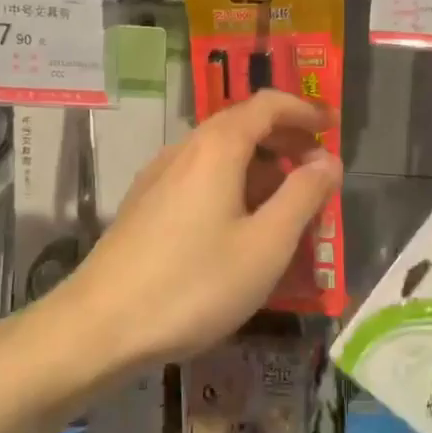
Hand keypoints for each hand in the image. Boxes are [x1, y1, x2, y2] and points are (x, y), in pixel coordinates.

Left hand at [68, 91, 341, 367]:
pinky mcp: (144, 205)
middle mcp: (185, 149)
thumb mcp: (265, 245)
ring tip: (287, 203)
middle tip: (318, 167)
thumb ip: (302, 196)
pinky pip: (200, 178)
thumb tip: (328, 159)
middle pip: (242, 125)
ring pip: (220, 154)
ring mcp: (159, 177)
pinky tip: (240, 225)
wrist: (98, 328)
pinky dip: (233, 184)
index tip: (333, 125)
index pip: (267, 104)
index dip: (305, 109)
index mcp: (217, 147)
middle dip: (285, 139)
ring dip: (260, 165)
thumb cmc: (193, 284)